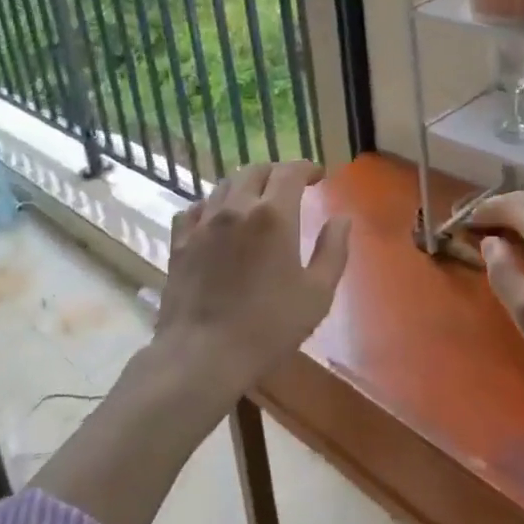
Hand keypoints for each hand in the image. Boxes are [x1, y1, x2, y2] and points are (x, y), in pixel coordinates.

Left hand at [155, 161, 350, 402]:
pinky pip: (196, 208)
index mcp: (274, 215)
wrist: (202, 355)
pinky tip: (217, 219)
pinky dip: (213, 205)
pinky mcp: (180, 241)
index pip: (290, 171)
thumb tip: (342, 219)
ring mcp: (204, 222)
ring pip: (225, 185)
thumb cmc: (268, 327)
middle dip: (277, 172)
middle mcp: (236, 207)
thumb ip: (334, 250)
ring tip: (256, 200)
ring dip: (246, 184)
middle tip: (290, 187)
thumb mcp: (317, 294)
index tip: (319, 176)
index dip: (307, 168)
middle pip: (256, 170)